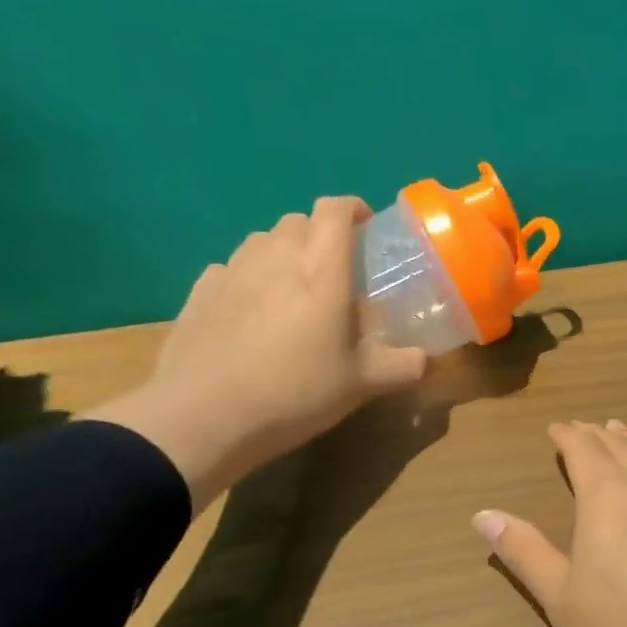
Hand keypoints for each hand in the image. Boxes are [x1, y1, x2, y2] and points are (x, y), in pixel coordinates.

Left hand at [89, 198, 427, 507]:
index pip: (335, 211)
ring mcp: (231, 272)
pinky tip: (251, 311)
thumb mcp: (363, 384)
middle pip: (298, 221)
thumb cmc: (296, 391)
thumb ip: (403, 366)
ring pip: (262, 241)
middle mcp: (275, 258)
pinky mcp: (198, 293)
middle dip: (320, 234)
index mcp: (321, 270)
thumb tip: (427, 361)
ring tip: (294, 290)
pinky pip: (230, 268)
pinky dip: (248, 277)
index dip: (353, 209)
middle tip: (336, 271)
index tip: (367, 229)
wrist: (203, 417)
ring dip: (283, 252)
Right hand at [472, 420, 626, 626]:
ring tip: (619, 429)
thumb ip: (524, 552)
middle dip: (596, 436)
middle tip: (583, 428)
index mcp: (607, 496)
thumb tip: (483, 513)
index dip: (566, 437)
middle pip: (618, 448)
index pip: (581, 451)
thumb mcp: (563, 599)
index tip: (556, 429)